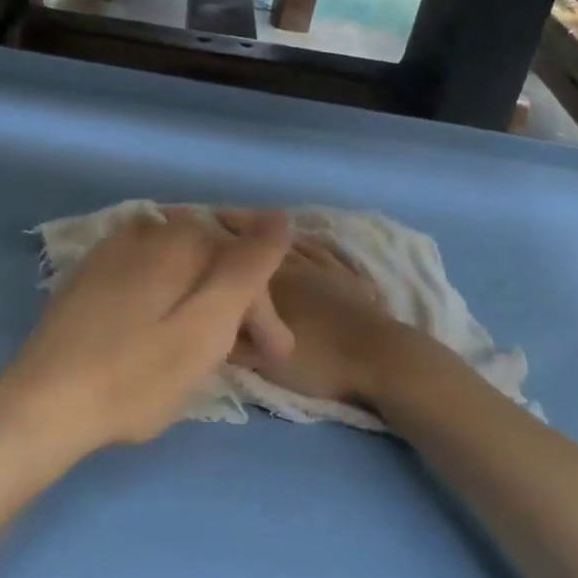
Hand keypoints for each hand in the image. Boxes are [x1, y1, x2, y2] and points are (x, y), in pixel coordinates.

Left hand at [0, 208, 292, 459]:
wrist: (41, 406)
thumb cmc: (134, 375)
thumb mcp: (206, 326)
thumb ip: (246, 268)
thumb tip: (279, 215)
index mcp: (176, 239)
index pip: (242, 260)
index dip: (264, 307)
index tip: (274, 356)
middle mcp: (144, 232)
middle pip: (210, 262)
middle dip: (236, 306)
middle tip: (250, 359)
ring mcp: (110, 253)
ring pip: (179, 271)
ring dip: (204, 305)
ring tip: (211, 353)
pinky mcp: (88, 279)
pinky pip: (148, 279)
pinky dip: (169, 302)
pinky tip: (165, 335)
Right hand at [214, 211, 401, 407]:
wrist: (379, 359)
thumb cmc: (319, 361)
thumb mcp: (265, 361)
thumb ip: (233, 341)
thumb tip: (206, 318)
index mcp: (272, 283)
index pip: (237, 255)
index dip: (215, 240)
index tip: (197, 227)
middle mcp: (297, 267)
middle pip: (263, 242)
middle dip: (241, 228)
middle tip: (221, 215)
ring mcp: (327, 270)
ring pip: (295, 244)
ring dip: (274, 233)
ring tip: (259, 224)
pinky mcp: (352, 280)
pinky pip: (327, 254)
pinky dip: (312, 244)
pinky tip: (307, 241)